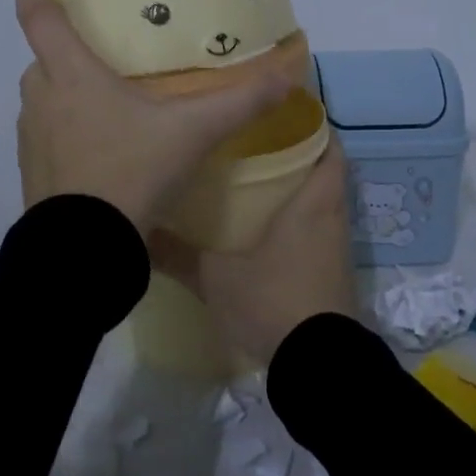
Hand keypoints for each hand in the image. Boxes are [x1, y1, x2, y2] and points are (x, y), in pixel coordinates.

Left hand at [14, 0, 290, 234]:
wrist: (86, 248)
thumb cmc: (131, 172)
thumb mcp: (192, 133)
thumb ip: (241, 102)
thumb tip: (290, 74)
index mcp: (71, 75)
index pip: (40, 16)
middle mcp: (41, 100)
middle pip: (43, 60)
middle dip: (64, 51)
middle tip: (97, 55)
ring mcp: (31, 139)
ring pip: (44, 100)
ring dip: (65, 94)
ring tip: (105, 107)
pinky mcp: (31, 174)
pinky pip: (45, 136)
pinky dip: (65, 133)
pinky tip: (99, 154)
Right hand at [150, 137, 360, 363]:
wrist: (318, 364)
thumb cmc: (273, 300)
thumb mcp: (217, 278)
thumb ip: (178, 255)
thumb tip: (139, 232)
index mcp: (314, 202)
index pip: (329, 147)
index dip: (315, 125)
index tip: (286, 111)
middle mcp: (333, 218)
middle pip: (326, 172)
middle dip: (300, 154)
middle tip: (259, 142)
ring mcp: (337, 249)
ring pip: (323, 204)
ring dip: (300, 190)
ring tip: (259, 179)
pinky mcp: (334, 275)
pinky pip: (320, 233)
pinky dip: (301, 222)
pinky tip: (268, 230)